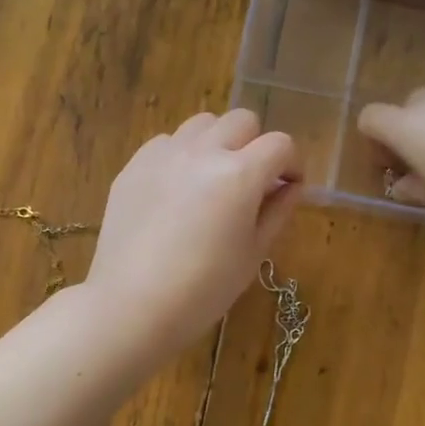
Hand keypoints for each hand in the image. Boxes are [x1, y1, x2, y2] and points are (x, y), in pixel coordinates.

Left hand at [85, 109, 301, 356]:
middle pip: (241, 121)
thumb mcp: (253, 253)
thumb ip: (277, 211)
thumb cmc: (203, 289)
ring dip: (217, 142)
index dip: (292, 163)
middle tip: (251, 181)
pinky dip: (182, 154)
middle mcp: (202, 152)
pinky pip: (167, 142)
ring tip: (212, 178)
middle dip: (255, 145)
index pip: (280, 144)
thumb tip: (290, 186)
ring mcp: (164, 154)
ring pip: (202, 124)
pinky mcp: (134, 165)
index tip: (288, 186)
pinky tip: (178, 189)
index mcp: (239, 174)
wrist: (132, 304)